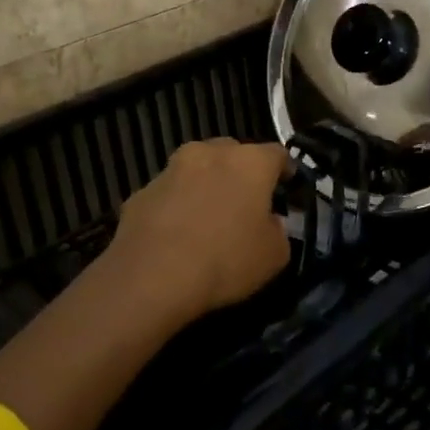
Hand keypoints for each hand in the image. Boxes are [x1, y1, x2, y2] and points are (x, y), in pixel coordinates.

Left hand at [105, 138, 292, 319]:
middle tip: (246, 203)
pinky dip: (177, 206)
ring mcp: (171, 169)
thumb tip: (269, 222)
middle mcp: (209, 153)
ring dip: (206, 185)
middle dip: (241, 173)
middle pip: (233, 153)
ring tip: (208, 218)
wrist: (152, 277)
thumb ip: (278, 230)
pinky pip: (170, 194)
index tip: (287, 189)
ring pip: (197, 169)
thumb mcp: (274, 256)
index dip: (285, 171)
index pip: (277, 154)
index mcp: (249, 162)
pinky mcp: (142, 191)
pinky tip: (176, 236)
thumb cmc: (225, 260)